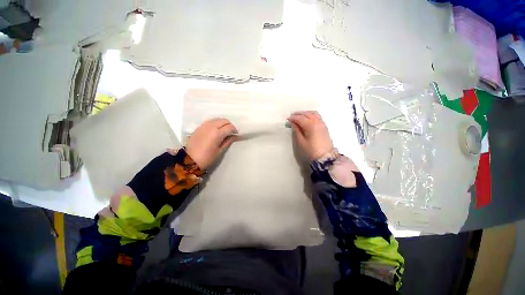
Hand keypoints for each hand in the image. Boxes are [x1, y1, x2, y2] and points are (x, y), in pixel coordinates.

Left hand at [186, 118, 237, 169]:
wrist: (189, 160)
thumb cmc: (207, 158)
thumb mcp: (220, 151)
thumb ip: (228, 141)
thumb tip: (235, 136)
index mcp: (217, 133)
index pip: (230, 127)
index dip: (234, 130)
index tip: (236, 134)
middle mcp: (211, 126)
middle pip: (224, 120)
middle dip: (229, 125)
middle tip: (230, 132)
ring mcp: (204, 126)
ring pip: (217, 119)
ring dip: (222, 123)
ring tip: (223, 131)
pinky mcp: (199, 127)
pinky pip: (210, 121)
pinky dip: (215, 123)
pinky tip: (215, 130)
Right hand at [288, 111, 333, 159]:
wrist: (325, 157)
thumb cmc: (311, 151)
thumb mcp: (301, 142)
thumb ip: (296, 131)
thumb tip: (293, 123)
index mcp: (311, 126)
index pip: (300, 118)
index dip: (293, 118)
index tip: (287, 119)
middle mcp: (317, 122)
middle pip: (307, 114)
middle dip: (298, 114)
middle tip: (291, 116)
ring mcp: (322, 123)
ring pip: (313, 113)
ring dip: (305, 113)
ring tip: (299, 116)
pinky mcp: (324, 126)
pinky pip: (317, 116)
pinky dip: (311, 115)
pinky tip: (307, 119)